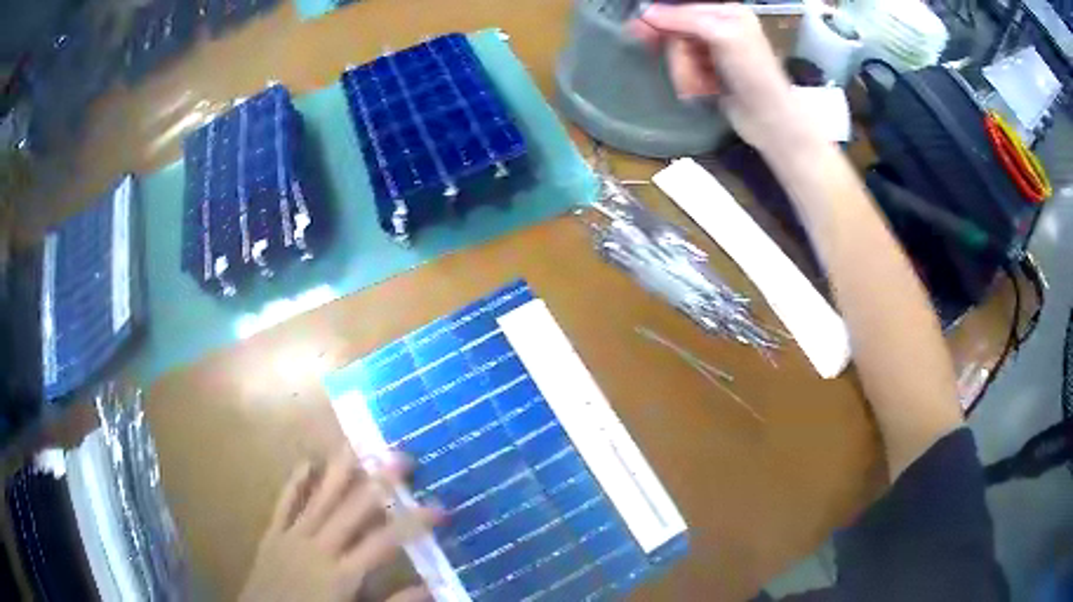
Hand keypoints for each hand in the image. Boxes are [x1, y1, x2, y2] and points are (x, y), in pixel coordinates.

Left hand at [239, 448, 440, 601]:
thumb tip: (431, 586)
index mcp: (343, 572)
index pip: (386, 541)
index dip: (415, 522)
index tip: (441, 506)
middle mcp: (319, 547)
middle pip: (353, 508)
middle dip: (380, 481)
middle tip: (404, 456)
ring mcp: (292, 536)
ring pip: (319, 497)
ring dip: (340, 470)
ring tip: (357, 443)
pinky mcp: (273, 534)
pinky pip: (284, 503)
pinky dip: (295, 482)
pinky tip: (306, 461)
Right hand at [629, 3, 819, 155]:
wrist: (769, 119)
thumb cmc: (752, 72)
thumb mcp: (722, 36)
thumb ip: (685, 19)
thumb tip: (647, 12)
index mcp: (727, 12)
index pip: (682, 9)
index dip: (661, 19)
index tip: (637, 30)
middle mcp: (719, 28)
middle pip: (676, 33)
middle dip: (679, 56)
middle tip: (688, 73)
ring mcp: (713, 51)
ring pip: (678, 54)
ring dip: (686, 73)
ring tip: (704, 87)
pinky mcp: (709, 73)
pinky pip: (684, 71)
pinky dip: (691, 83)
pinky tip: (706, 92)